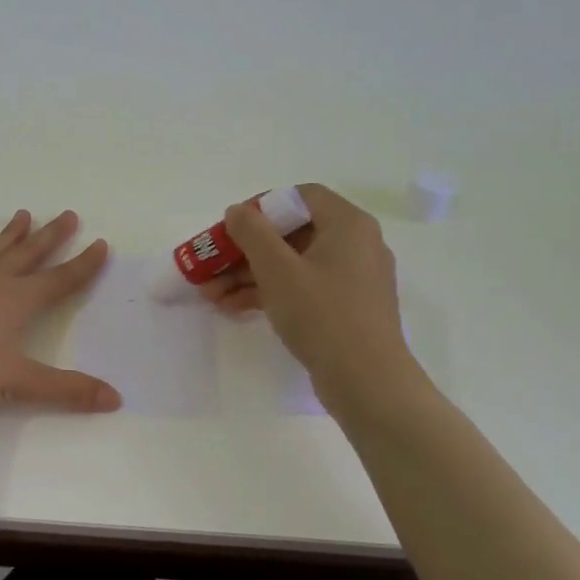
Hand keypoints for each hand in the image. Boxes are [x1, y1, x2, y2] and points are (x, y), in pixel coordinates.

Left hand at [0, 209, 120, 412]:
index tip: (102, 244)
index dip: (84, 265)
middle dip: (51, 237)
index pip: (60, 280)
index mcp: (17, 301)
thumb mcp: (20, 383)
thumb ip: (68, 390)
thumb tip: (116, 399)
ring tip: (23, 215)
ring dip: (8, 237)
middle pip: (28, 256)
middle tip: (68, 214)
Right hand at [202, 184, 422, 399]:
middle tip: (212, 266)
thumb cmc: (322, 314)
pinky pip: (304, 288)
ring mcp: (353, 279)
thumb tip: (238, 211)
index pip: (301, 197)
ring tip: (211, 295)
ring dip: (250, 275)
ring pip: (293, 264)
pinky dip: (271, 293)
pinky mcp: (347, 308)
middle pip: (292, 233)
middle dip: (245, 250)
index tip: (232, 227)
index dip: (261, 207)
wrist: (367, 382)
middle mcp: (356, 244)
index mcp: (348, 224)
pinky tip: (235, 308)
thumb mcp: (277, 269)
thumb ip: (252, 232)